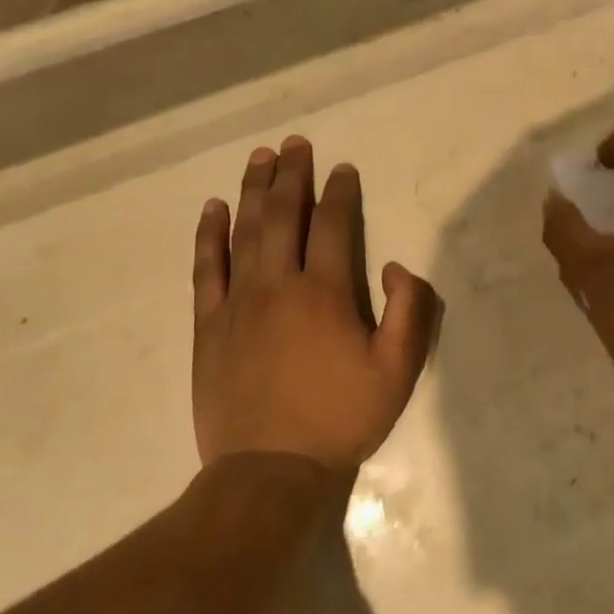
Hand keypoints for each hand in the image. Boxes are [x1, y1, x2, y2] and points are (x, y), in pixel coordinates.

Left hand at [194, 137, 437, 471]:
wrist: (269, 470)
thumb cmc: (340, 419)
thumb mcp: (398, 371)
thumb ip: (408, 312)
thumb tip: (393, 266)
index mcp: (324, 293)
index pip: (332, 225)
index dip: (340, 192)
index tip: (343, 169)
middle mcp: (277, 285)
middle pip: (284, 215)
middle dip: (292, 175)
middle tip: (296, 143)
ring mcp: (237, 303)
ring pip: (245, 231)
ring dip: (253, 190)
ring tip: (260, 157)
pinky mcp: (208, 325)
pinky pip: (206, 268)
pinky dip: (209, 235)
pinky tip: (213, 209)